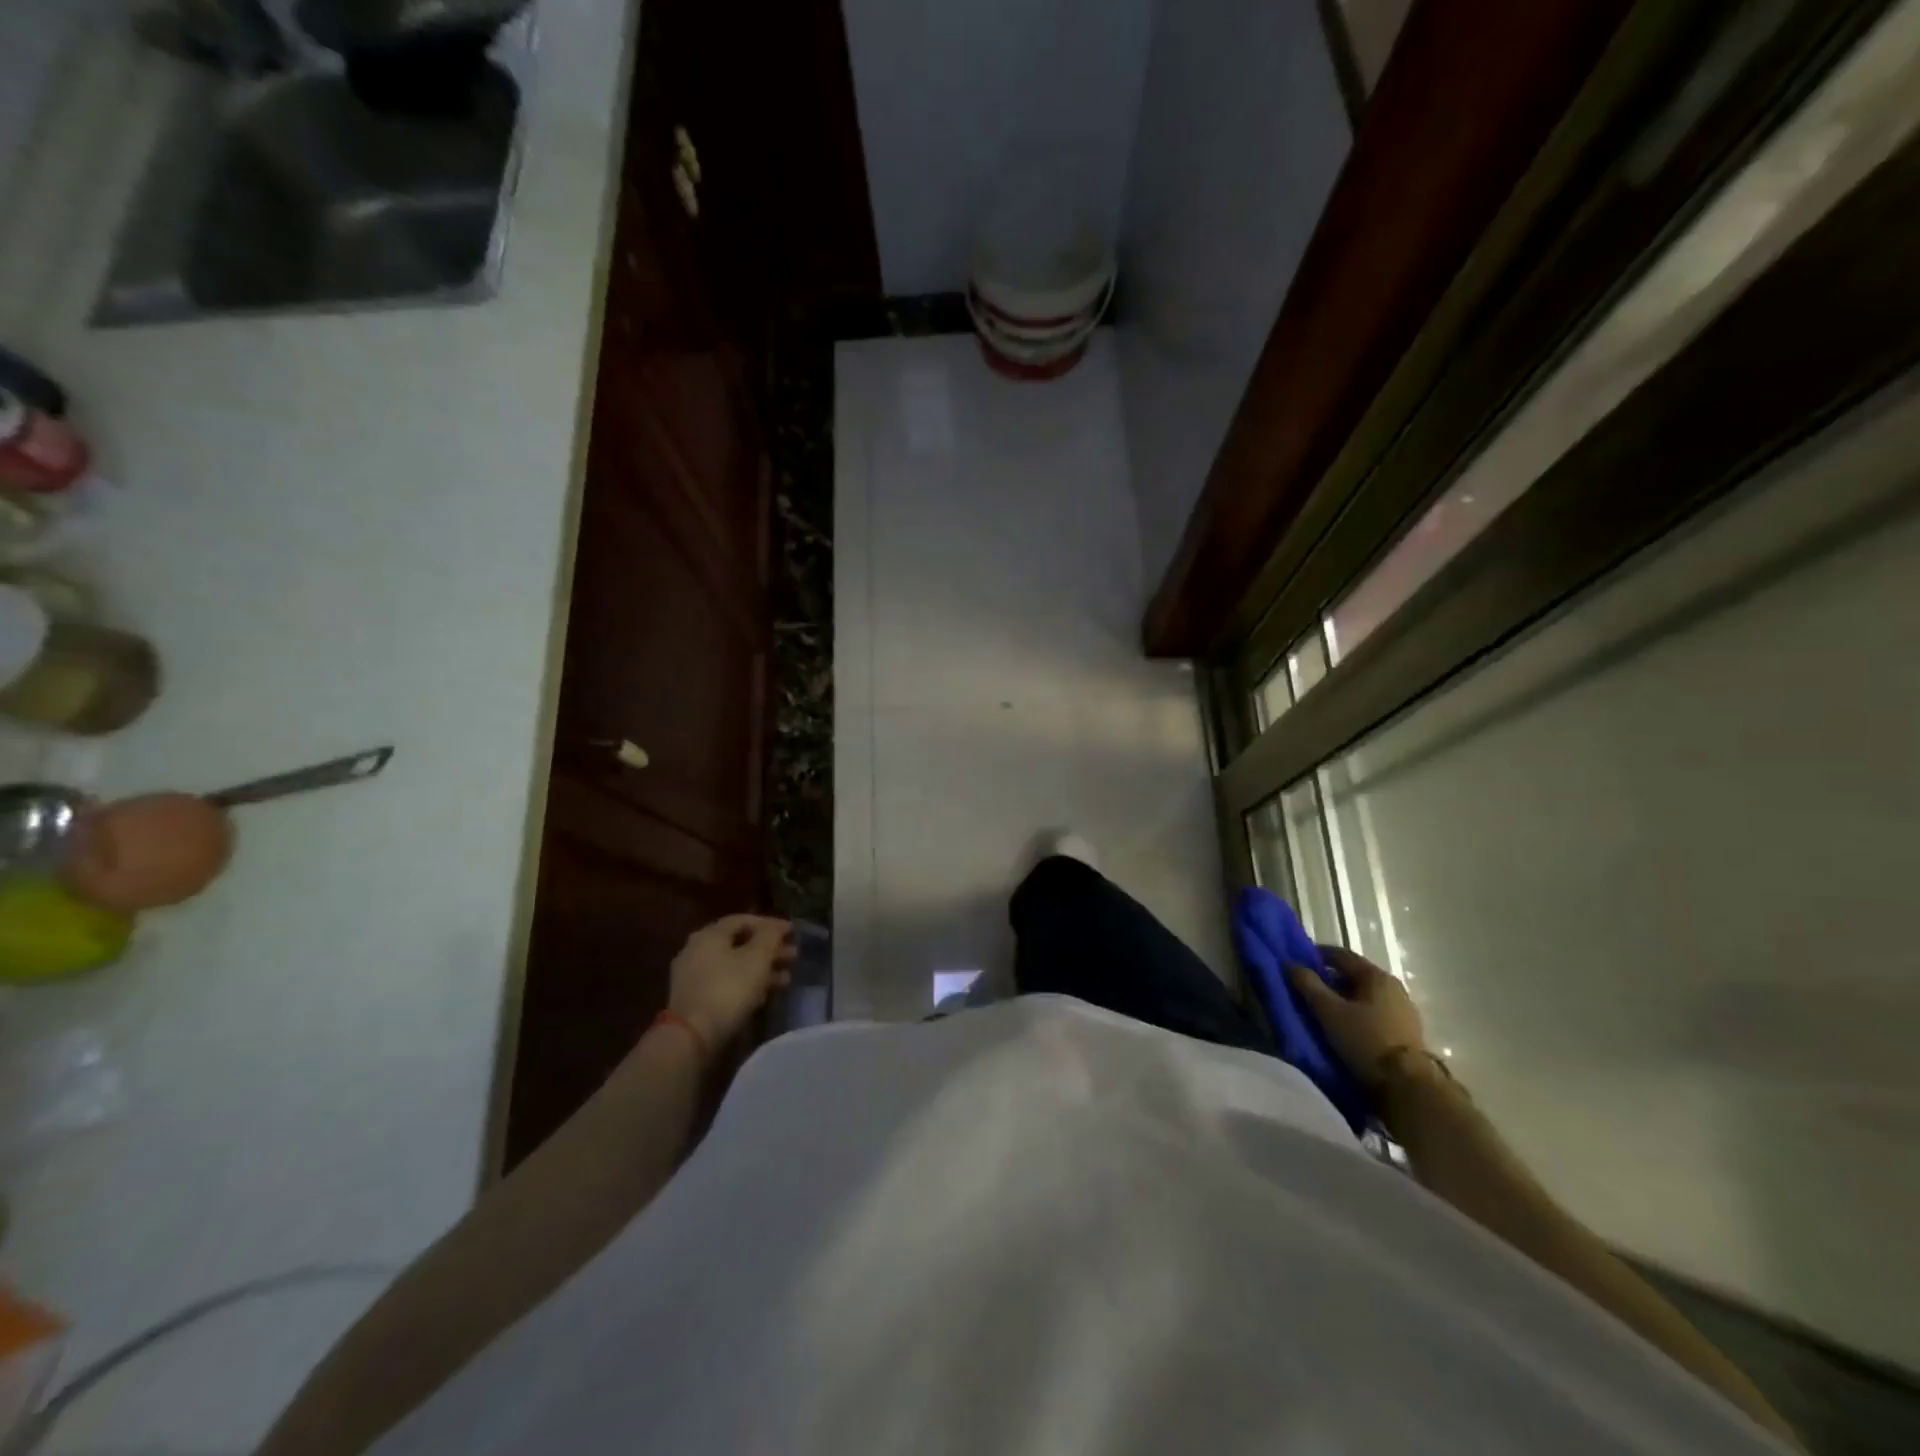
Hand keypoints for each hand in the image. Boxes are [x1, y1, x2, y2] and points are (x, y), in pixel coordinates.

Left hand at [668, 914, 794, 1048]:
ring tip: (786, 979)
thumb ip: (770, 936)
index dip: (770, 924)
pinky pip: (725, 983)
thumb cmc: (729, 989)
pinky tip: (764, 995)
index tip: (792, 932)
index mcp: (710, 934)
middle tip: (793, 956)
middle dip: (768, 949)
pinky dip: (746, 984)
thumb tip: (777, 925)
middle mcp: (697, 949)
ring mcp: (692, 976)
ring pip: (733, 965)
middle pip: (739, 943)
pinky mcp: (693, 999)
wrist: (692, 1036)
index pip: (743, 920)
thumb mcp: (757, 958)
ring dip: (761, 969)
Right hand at [1288, 946, 1428, 1090]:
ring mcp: (1403, 1010)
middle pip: (1354, 975)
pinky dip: (1357, 1013)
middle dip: (1329, 979)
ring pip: (1365, 995)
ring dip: (1344, 998)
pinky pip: (1375, 1013)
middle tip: (1307, 988)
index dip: (1317, 955)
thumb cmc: (1365, 1040)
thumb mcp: (1329, 1012)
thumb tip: (1291, 964)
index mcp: (1376, 976)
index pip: (1341, 955)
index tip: (1298, 961)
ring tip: (1324, 1010)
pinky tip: (1345, 1026)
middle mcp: (1393, 987)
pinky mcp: (1407, 1032)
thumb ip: (1308, 985)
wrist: (1408, 1085)